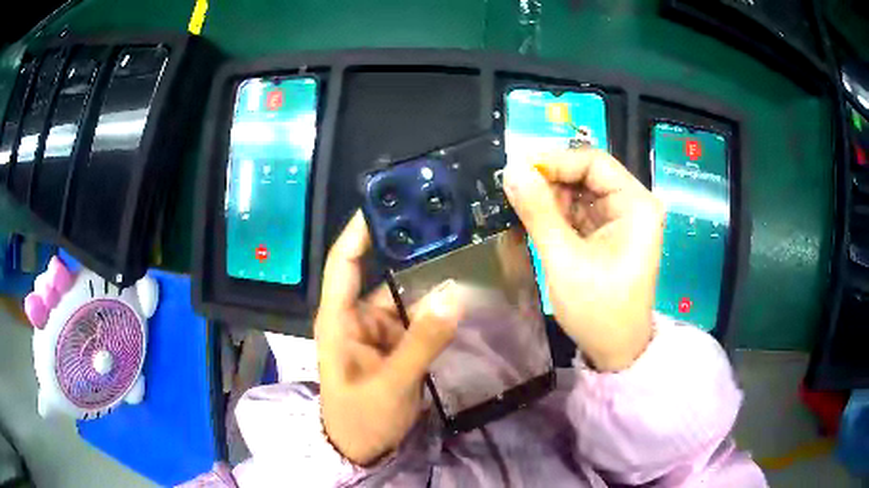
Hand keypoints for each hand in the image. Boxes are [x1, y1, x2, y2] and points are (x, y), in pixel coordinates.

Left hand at [315, 212, 460, 465]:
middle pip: (384, 274)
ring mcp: (380, 331)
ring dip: (432, 282)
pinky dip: (438, 308)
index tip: (387, 200)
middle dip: (412, 253)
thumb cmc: (361, 418)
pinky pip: (419, 318)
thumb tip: (455, 295)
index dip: (360, 230)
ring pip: (406, 296)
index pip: (345, 262)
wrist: (362, 450)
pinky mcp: (398, 345)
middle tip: (447, 226)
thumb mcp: (391, 384)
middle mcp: (358, 316)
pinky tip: (464, 294)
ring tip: (466, 255)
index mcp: (339, 318)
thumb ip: (422, 343)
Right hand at [502, 149, 664, 371]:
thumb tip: (511, 169)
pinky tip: (533, 221)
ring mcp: (622, 219)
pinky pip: (580, 211)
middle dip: (549, 181)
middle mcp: (633, 204)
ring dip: (549, 198)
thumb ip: (538, 211)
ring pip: (580, 192)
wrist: (615, 351)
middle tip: (512, 190)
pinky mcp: (610, 233)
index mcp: (636, 205)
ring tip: (518, 206)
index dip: (554, 160)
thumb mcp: (564, 260)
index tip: (516, 169)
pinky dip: (556, 214)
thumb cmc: (598, 310)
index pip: (593, 162)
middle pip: (586, 174)